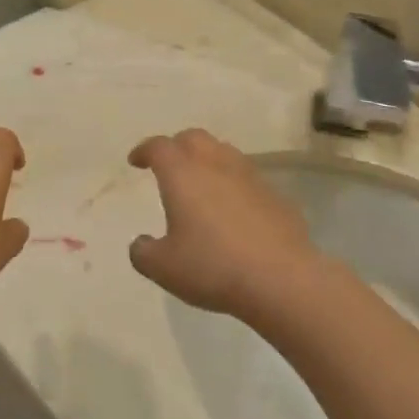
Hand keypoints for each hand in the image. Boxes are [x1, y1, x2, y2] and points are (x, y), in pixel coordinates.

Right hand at [126, 129, 324, 320]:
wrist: (282, 280)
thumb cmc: (213, 267)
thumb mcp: (163, 268)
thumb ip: (143, 252)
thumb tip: (141, 243)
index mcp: (183, 174)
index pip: (159, 147)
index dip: (144, 150)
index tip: (136, 161)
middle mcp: (216, 164)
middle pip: (193, 138)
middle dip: (177, 146)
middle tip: (168, 165)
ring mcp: (250, 177)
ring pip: (224, 153)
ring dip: (207, 160)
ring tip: (200, 183)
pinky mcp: (276, 196)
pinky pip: (247, 179)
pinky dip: (233, 184)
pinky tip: (233, 210)